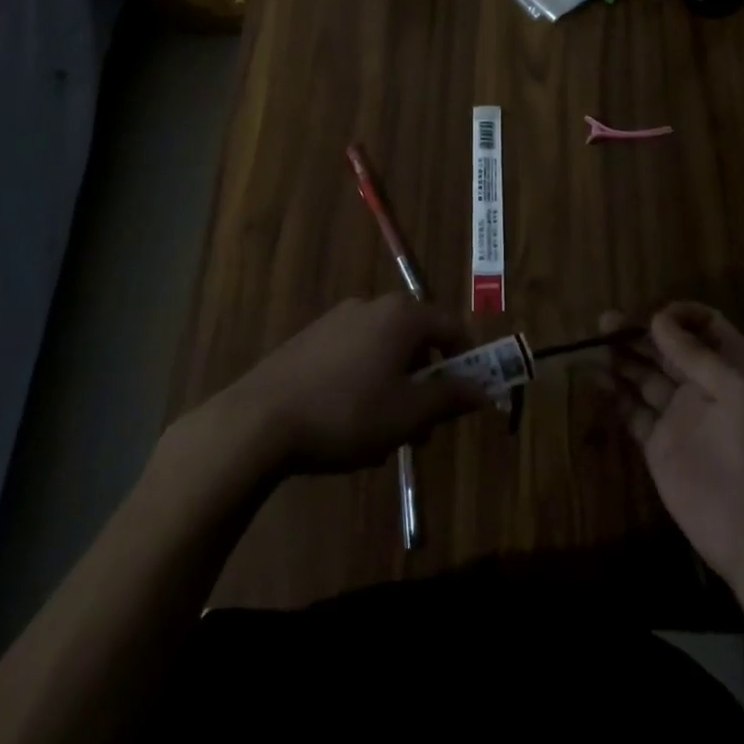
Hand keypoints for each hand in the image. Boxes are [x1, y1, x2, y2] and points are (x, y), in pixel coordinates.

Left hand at [222, 294, 493, 474]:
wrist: (259, 419)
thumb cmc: (348, 413)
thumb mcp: (408, 414)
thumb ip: (450, 398)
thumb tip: (484, 389)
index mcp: (403, 315)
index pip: (453, 327)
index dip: (469, 360)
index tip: (470, 395)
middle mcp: (373, 305)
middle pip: (418, 340)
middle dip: (427, 383)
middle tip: (424, 427)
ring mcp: (338, 319)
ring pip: (385, 351)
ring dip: (396, 388)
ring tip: (384, 437)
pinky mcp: (311, 338)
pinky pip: (355, 356)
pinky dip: (366, 383)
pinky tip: (349, 425)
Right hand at [602, 303, 743, 594]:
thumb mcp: (734, 389)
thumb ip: (694, 354)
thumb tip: (658, 319)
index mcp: (734, 368)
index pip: (706, 327)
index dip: (680, 317)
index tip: (653, 317)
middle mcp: (706, 386)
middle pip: (669, 349)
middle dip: (640, 333)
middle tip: (605, 323)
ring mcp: (681, 416)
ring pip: (646, 375)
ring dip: (622, 358)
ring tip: (594, 346)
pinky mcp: (659, 445)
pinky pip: (633, 410)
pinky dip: (615, 393)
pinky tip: (596, 379)